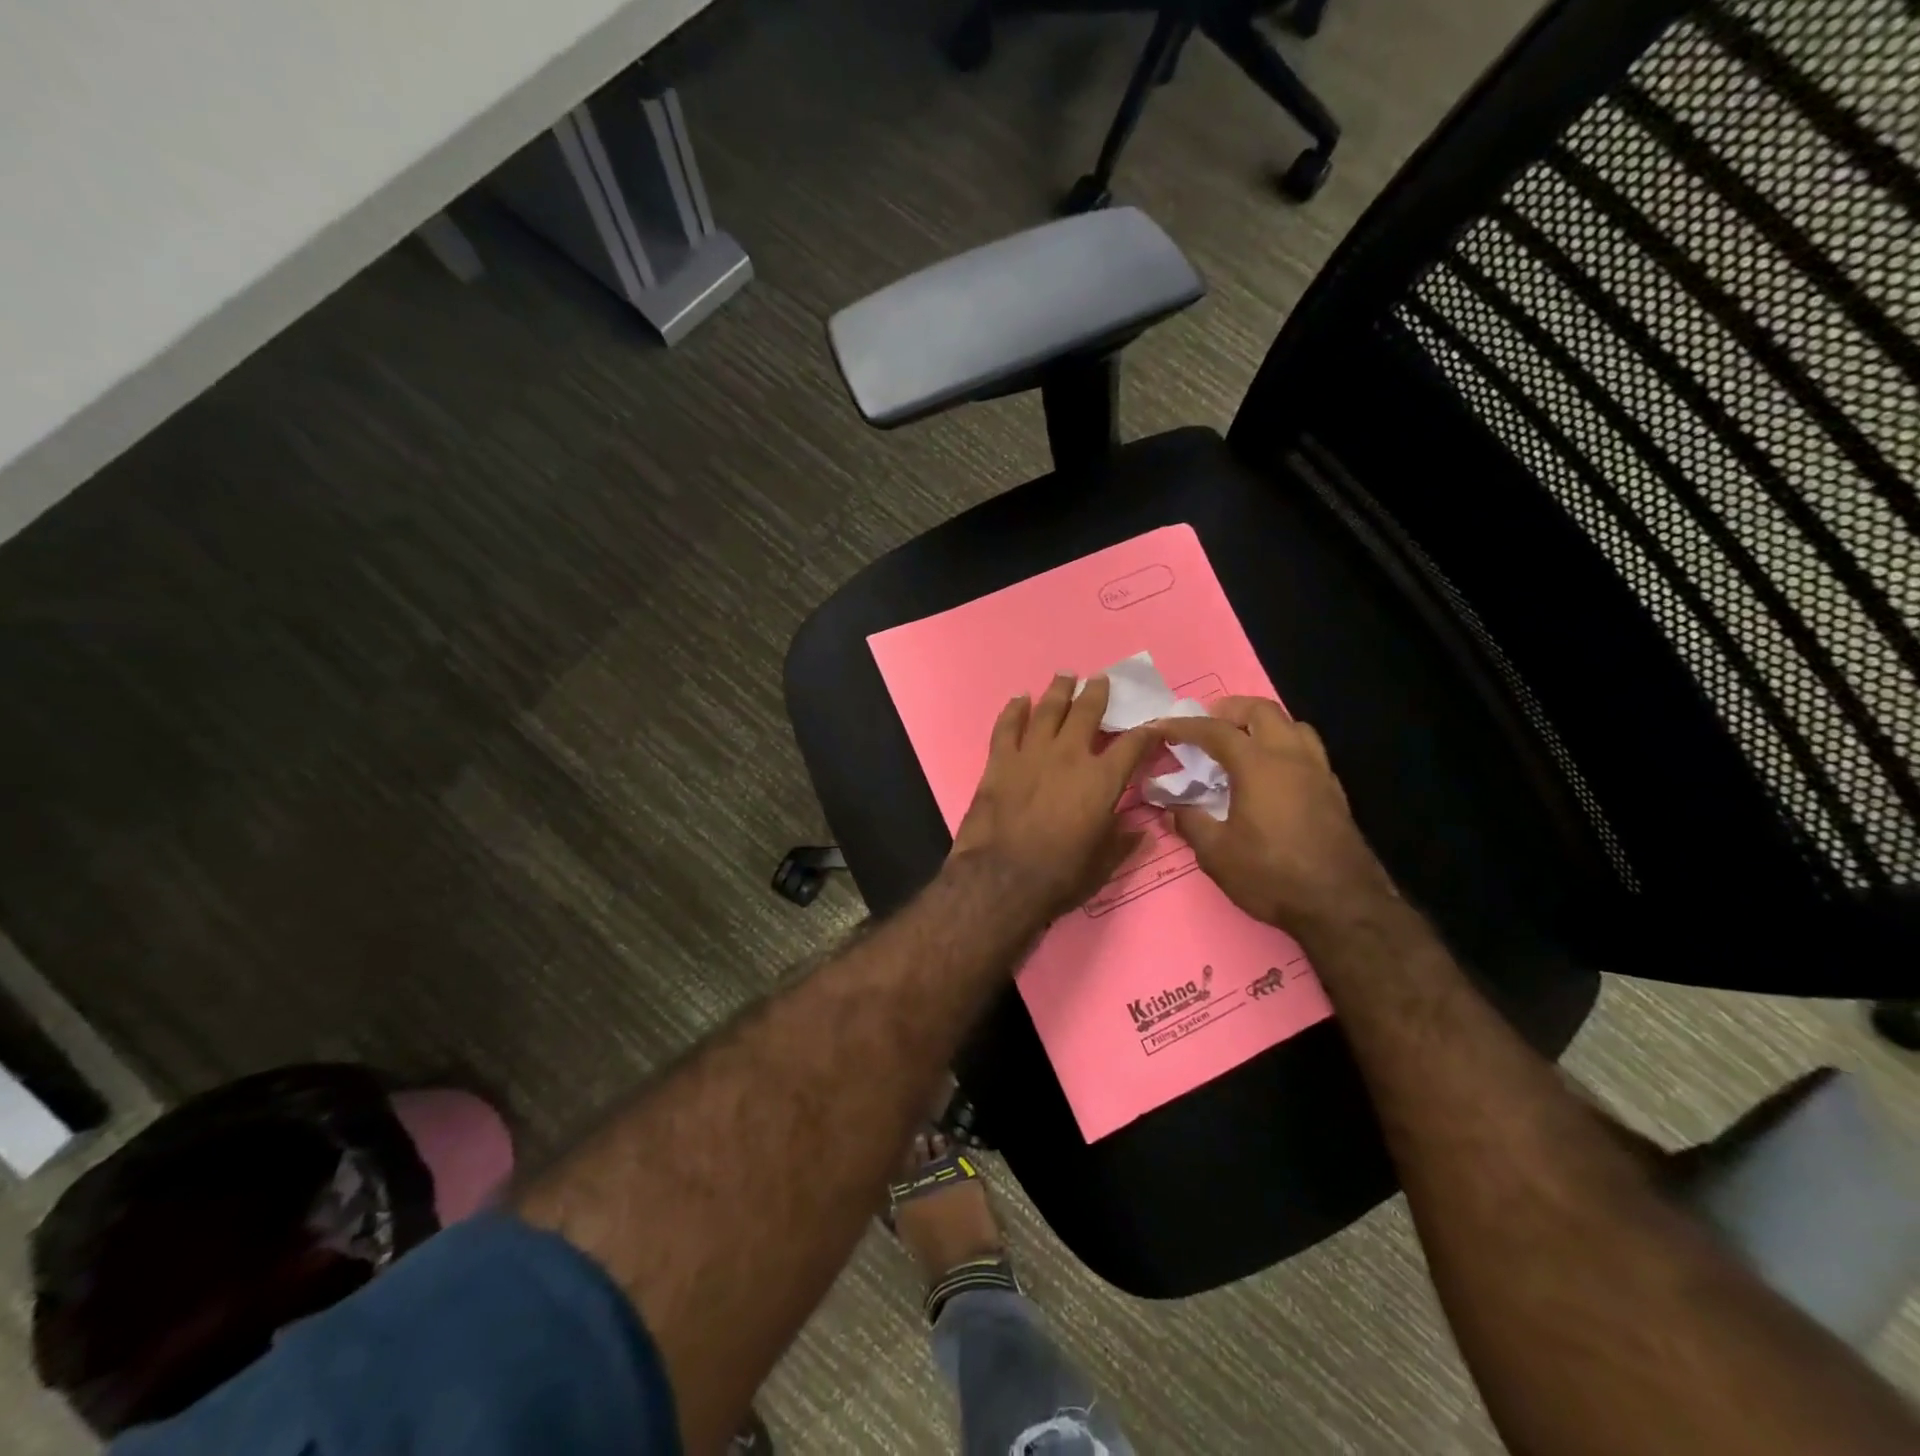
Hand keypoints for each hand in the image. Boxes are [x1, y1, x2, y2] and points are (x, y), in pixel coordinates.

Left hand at [951, 673, 1160, 921]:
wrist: (1001, 879)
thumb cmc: (1059, 877)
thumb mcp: (1102, 865)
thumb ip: (1121, 842)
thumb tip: (1140, 830)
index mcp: (1102, 780)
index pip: (1133, 745)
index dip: (1147, 732)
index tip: (1153, 725)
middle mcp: (1069, 756)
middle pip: (1087, 712)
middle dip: (1097, 693)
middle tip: (1100, 679)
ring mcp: (1031, 753)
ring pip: (1048, 709)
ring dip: (1058, 691)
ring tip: (1065, 676)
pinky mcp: (999, 761)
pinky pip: (1007, 726)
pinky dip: (1013, 710)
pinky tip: (1019, 699)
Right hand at [1158, 697, 1396, 935]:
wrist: (1342, 905)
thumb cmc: (1272, 875)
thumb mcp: (1217, 854)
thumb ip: (1190, 824)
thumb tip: (1170, 810)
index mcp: (1257, 765)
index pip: (1215, 731)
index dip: (1185, 726)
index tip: (1162, 726)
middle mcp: (1290, 757)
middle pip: (1262, 711)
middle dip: (1231, 709)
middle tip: (1208, 723)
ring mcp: (1318, 772)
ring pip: (1293, 725)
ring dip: (1264, 723)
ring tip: (1244, 741)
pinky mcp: (1334, 792)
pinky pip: (1308, 750)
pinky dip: (1285, 746)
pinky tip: (1273, 772)